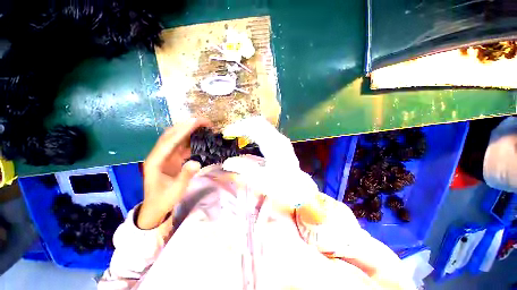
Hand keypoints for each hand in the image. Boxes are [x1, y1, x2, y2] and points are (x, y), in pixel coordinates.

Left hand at [138, 118, 209, 229]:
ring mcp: (165, 155)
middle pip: (172, 134)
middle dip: (187, 125)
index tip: (196, 121)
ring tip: (203, 125)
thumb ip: (185, 175)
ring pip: (176, 137)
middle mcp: (159, 154)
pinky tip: (199, 136)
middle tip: (204, 121)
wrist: (155, 207)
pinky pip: (181, 144)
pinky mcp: (171, 158)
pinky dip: (190, 138)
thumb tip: (197, 162)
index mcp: (155, 161)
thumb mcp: (176, 190)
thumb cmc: (163, 199)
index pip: (170, 140)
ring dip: (189, 129)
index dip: (183, 129)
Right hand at [222, 117, 318, 206]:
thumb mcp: (261, 179)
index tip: (226, 133)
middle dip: (242, 124)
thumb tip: (226, 162)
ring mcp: (280, 139)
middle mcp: (278, 138)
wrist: (298, 187)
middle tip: (230, 132)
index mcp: (273, 145)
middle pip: (258, 122)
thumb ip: (243, 169)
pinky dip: (253, 130)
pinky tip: (248, 137)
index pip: (254, 127)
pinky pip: (265, 130)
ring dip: (248, 126)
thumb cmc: (281, 185)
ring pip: (262, 124)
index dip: (238, 127)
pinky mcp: (280, 142)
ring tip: (236, 133)